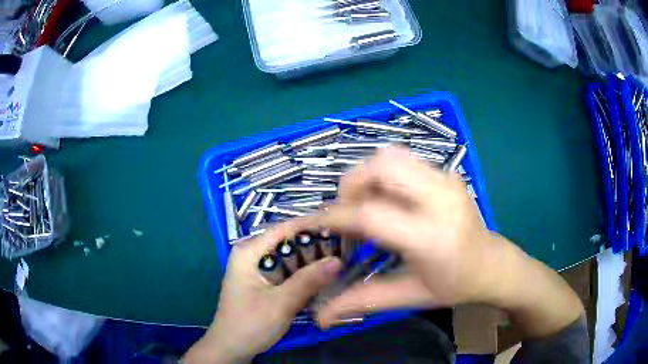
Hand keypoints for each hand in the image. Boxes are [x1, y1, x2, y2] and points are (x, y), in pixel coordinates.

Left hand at [184, 222, 341, 362]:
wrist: (232, 348)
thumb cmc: (250, 325)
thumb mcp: (280, 303)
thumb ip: (308, 281)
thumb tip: (338, 260)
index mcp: (249, 251)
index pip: (285, 229)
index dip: (314, 226)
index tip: (343, 229)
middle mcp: (252, 254)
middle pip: (289, 243)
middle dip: (316, 247)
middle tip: (347, 250)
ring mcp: (257, 268)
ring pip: (290, 258)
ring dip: (312, 262)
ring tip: (342, 262)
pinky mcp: (264, 282)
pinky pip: (288, 272)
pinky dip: (304, 275)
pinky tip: (324, 278)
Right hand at [301, 147, 581, 337]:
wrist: (492, 264)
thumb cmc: (455, 285)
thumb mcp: (409, 296)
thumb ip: (363, 301)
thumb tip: (320, 317)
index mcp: (430, 236)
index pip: (370, 214)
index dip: (335, 217)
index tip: (313, 223)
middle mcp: (439, 198)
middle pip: (381, 167)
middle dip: (351, 184)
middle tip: (345, 212)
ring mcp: (446, 180)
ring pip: (391, 156)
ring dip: (368, 175)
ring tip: (365, 203)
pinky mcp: (446, 174)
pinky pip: (404, 160)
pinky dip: (384, 174)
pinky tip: (387, 199)